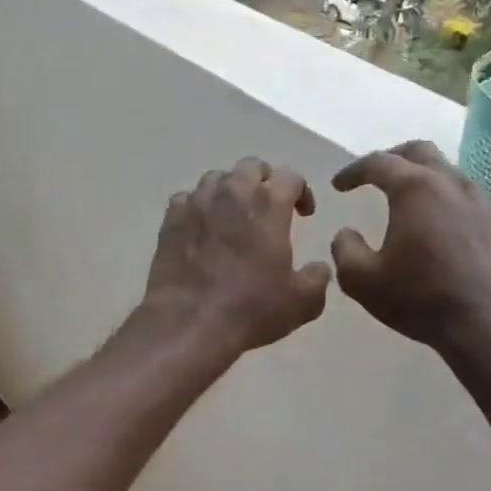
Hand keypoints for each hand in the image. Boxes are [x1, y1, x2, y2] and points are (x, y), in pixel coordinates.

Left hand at [139, 158, 330, 357]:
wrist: (189, 323)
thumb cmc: (251, 309)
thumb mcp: (302, 302)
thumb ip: (317, 277)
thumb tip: (319, 268)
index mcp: (269, 204)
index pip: (290, 176)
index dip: (301, 191)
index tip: (304, 214)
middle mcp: (232, 192)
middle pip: (251, 167)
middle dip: (264, 180)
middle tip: (268, 206)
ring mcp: (197, 202)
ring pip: (217, 178)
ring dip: (230, 190)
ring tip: (234, 215)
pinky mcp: (171, 217)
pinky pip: (188, 198)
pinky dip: (199, 206)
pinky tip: (203, 228)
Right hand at [329, 141, 490, 354]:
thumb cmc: (420, 298)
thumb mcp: (361, 280)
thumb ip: (344, 249)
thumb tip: (346, 233)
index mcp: (415, 188)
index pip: (378, 162)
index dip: (353, 171)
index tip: (338, 186)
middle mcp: (450, 184)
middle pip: (419, 152)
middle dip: (391, 159)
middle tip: (374, 177)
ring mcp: (481, 202)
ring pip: (447, 172)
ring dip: (422, 178)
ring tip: (406, 201)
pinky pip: (466, 198)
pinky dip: (444, 200)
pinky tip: (438, 226)